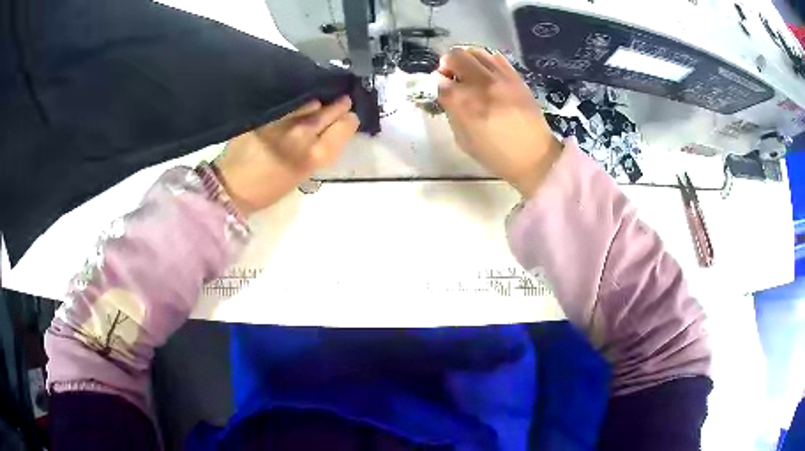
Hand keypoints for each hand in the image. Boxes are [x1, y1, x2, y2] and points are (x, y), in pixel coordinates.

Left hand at [213, 96, 358, 214]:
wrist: (232, 186)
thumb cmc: (269, 187)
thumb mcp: (303, 173)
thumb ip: (319, 149)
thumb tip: (331, 127)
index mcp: (314, 156)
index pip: (345, 125)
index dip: (349, 120)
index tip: (347, 117)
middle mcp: (302, 134)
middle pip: (331, 109)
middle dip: (338, 105)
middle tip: (340, 102)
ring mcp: (283, 120)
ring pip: (312, 100)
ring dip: (318, 100)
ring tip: (317, 101)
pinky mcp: (266, 113)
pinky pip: (290, 100)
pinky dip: (298, 99)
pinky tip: (298, 100)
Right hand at [437, 47, 562, 196]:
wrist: (535, 156)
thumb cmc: (496, 155)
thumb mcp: (463, 140)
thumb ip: (452, 112)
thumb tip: (446, 94)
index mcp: (466, 104)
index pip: (440, 81)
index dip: (435, 85)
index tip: (439, 91)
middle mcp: (482, 84)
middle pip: (455, 56)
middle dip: (447, 65)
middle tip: (450, 77)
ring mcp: (501, 78)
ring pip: (475, 51)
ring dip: (466, 59)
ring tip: (468, 73)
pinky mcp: (516, 77)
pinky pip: (495, 57)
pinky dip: (485, 61)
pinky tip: (486, 74)